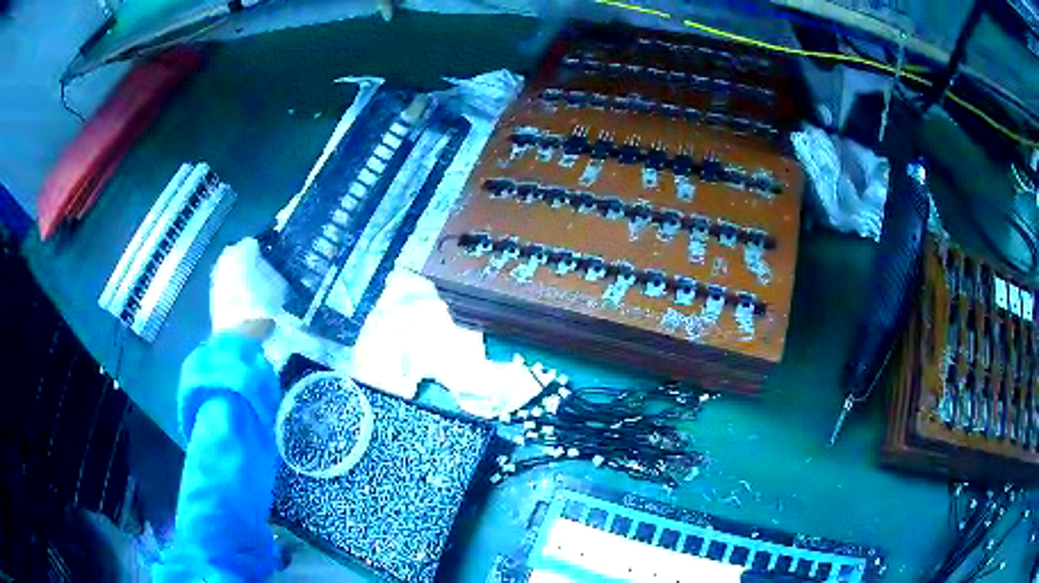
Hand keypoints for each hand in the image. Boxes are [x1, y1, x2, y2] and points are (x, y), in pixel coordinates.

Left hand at [209, 238, 287, 337]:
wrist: (237, 335)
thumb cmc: (260, 306)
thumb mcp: (278, 287)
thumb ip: (272, 272)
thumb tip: (267, 269)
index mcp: (242, 250)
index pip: (253, 244)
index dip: (262, 252)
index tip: (270, 262)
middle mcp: (226, 257)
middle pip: (239, 254)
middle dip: (248, 262)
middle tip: (261, 274)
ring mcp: (217, 275)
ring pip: (231, 269)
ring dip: (240, 275)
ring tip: (252, 289)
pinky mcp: (212, 293)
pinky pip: (227, 283)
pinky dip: (233, 288)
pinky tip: (242, 300)